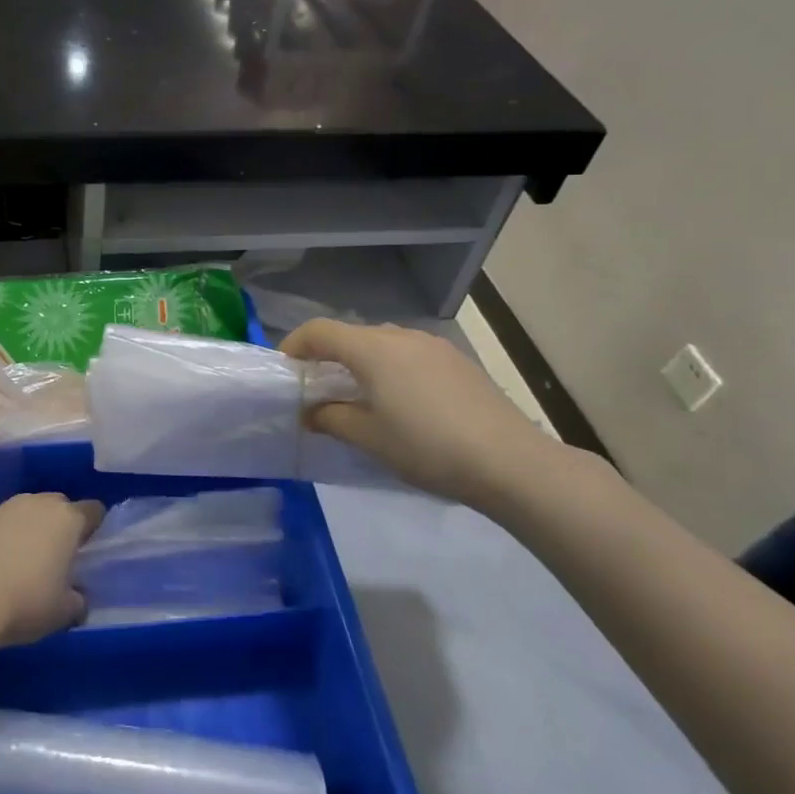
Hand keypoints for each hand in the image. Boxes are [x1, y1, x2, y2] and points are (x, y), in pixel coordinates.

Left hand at [0, 492, 104, 648]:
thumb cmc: (24, 604)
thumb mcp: (64, 613)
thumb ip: (77, 599)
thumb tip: (77, 596)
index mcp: (67, 520)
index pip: (93, 510)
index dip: (94, 527)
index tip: (87, 548)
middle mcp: (36, 503)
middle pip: (57, 505)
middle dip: (59, 524)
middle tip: (53, 556)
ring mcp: (2, 506)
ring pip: (23, 509)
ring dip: (26, 526)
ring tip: (16, 558)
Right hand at [282, 319, 561, 509]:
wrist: (510, 462)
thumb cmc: (426, 447)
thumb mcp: (368, 437)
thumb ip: (331, 419)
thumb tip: (311, 412)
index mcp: (372, 349)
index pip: (319, 331)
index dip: (294, 345)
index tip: (284, 370)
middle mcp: (400, 336)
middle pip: (351, 335)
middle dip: (327, 355)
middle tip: (317, 389)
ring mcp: (433, 346)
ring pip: (382, 343)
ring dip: (361, 362)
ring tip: (359, 396)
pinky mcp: (457, 362)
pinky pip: (409, 354)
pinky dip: (390, 368)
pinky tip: (401, 402)